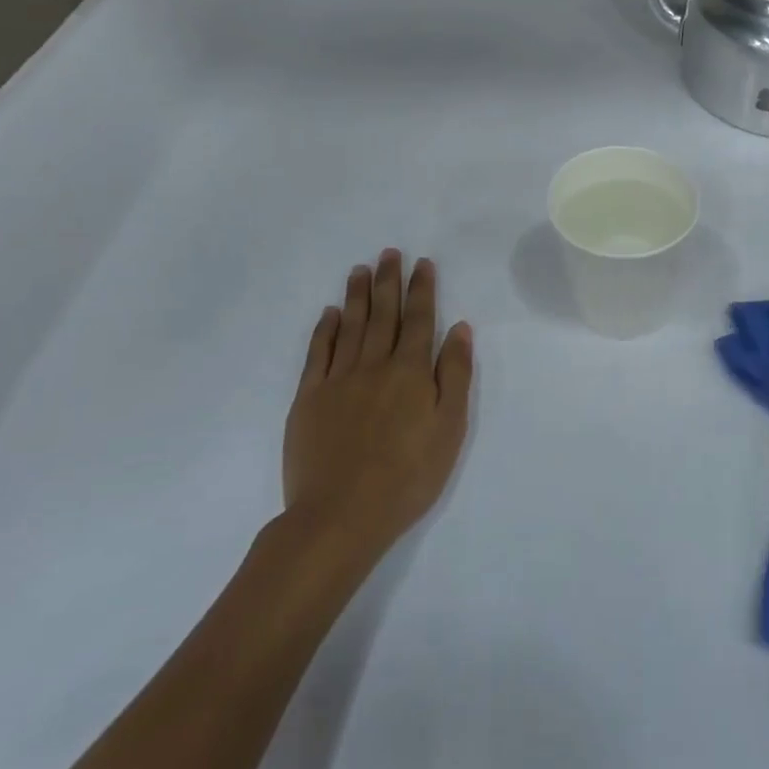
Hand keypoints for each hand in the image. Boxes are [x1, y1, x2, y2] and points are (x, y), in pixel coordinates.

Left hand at [281, 251, 472, 576]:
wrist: (341, 515)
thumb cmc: (408, 475)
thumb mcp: (450, 428)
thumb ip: (455, 374)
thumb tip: (459, 328)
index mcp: (410, 371)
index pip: (419, 320)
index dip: (422, 289)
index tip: (422, 264)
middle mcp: (374, 365)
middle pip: (383, 314)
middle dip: (388, 281)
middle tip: (389, 253)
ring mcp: (337, 380)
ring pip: (350, 326)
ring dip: (357, 296)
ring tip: (360, 269)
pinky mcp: (308, 399)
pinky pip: (318, 353)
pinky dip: (324, 330)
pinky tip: (329, 314)